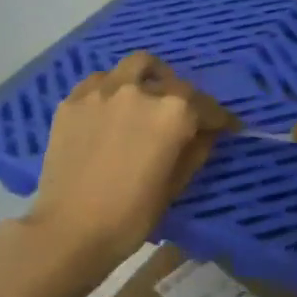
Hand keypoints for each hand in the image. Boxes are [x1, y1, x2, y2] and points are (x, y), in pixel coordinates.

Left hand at [24, 50, 231, 268]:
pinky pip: (100, 81)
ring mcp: (102, 91)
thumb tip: (206, 132)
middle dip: (186, 99)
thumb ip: (195, 151)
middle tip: (184, 118)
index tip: (226, 126)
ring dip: (149, 79)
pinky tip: (112, 109)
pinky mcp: (72, 100)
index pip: (206, 106)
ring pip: (135, 67)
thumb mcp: (175, 186)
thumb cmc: (131, 216)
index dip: (219, 118)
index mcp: (173, 113)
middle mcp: (140, 91)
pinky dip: (114, 89)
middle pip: (173, 83)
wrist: (70, 229)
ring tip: (147, 99)